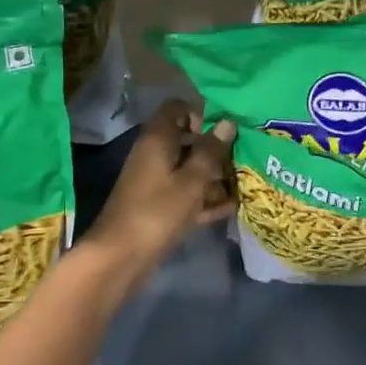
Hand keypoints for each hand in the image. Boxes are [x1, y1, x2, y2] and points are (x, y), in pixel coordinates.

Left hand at [83, 99, 235, 282]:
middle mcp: (154, 154)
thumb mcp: (192, 180)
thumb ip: (211, 151)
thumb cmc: (158, 211)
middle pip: (188, 140)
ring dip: (214, 177)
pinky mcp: (158, 206)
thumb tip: (227, 122)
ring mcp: (155, 181)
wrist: (121, 256)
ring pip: (189, 169)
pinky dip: (204, 199)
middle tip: (243, 159)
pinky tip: (231, 208)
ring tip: (244, 185)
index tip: (223, 130)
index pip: (177, 108)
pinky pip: (185, 194)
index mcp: (158, 138)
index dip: (201, 114)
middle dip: (215, 150)